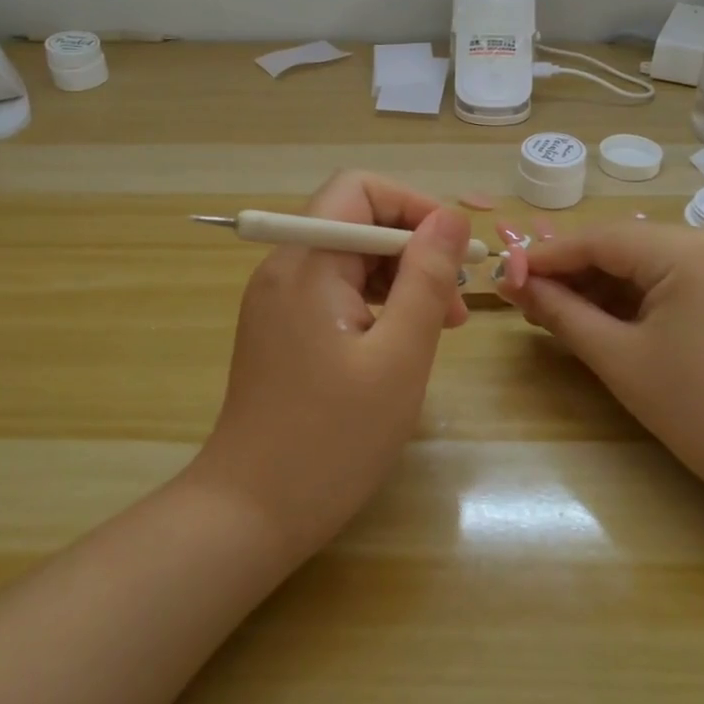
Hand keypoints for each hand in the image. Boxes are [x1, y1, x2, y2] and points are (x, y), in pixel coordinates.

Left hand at [191, 172, 471, 557]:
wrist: (249, 514)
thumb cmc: (331, 440)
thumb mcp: (398, 357)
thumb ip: (426, 279)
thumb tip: (449, 217)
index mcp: (305, 264)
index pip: (359, 190)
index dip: (413, 206)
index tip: (454, 252)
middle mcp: (283, 269)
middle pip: (355, 223)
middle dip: (412, 250)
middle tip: (454, 306)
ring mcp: (277, 302)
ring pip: (348, 260)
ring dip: (399, 280)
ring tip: (439, 328)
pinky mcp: (281, 330)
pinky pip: (334, 293)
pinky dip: (375, 305)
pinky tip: (400, 345)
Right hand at [498, 223, 703, 493]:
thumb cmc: (699, 411)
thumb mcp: (619, 358)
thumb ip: (561, 312)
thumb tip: (512, 284)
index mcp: (691, 250)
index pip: (602, 239)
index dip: (547, 256)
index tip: (504, 275)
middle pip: (623, 246)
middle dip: (571, 272)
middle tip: (522, 296)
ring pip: (644, 262)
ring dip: (597, 285)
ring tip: (549, 309)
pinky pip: (668, 279)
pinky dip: (630, 296)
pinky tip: (594, 315)